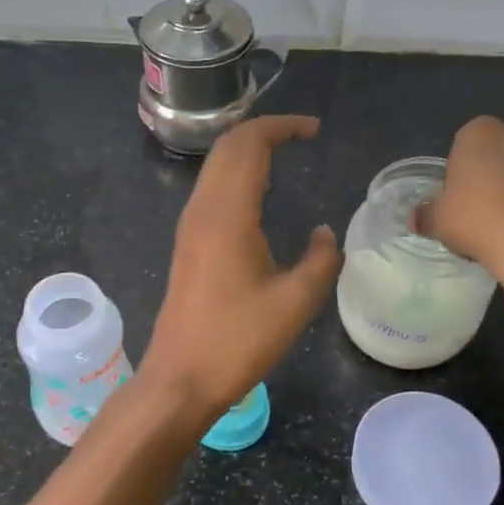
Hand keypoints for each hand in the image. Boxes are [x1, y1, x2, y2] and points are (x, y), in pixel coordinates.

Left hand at [140, 115, 340, 416]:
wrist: (181, 377)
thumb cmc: (238, 341)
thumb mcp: (295, 303)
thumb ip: (319, 260)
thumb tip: (322, 233)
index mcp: (227, 214)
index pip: (249, 145)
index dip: (281, 127)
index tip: (313, 130)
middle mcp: (202, 210)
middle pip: (227, 147)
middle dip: (263, 131)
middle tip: (301, 136)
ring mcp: (189, 226)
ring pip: (215, 167)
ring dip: (247, 151)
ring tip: (284, 157)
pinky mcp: (187, 244)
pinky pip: (211, 190)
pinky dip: (236, 175)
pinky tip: (258, 195)